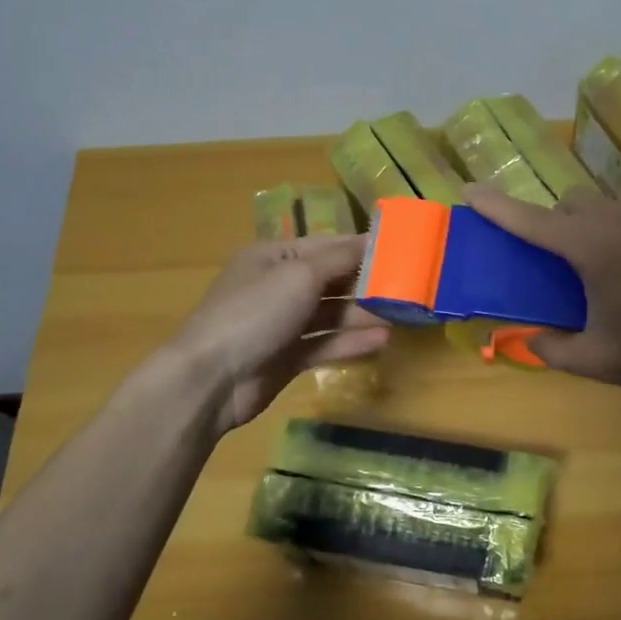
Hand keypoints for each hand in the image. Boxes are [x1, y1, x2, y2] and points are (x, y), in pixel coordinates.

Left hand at [164, 234, 389, 433]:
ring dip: (363, 314)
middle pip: (331, 280)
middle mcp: (278, 286)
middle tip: (410, 287)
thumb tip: (371, 240)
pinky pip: (324, 344)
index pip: (327, 246)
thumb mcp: (299, 275)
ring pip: (330, 314)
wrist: (211, 379)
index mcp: (274, 256)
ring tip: (402, 315)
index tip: (402, 250)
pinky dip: (350, 342)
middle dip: (367, 283)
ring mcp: (281, 324)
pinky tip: (381, 340)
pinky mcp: (287, 357)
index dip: (363, 247)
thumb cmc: (254, 313)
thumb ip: (340, 259)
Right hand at [462, 184, 620, 392]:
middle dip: (550, 221)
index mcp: (592, 248)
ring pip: (605, 208)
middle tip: (551, 261)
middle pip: (571, 202)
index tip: (469, 189)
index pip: (532, 220)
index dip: (497, 207)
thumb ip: (556, 350)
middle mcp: (619, 223)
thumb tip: (533, 340)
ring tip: (597, 274)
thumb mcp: (601, 361)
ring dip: (586, 228)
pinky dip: (619, 238)